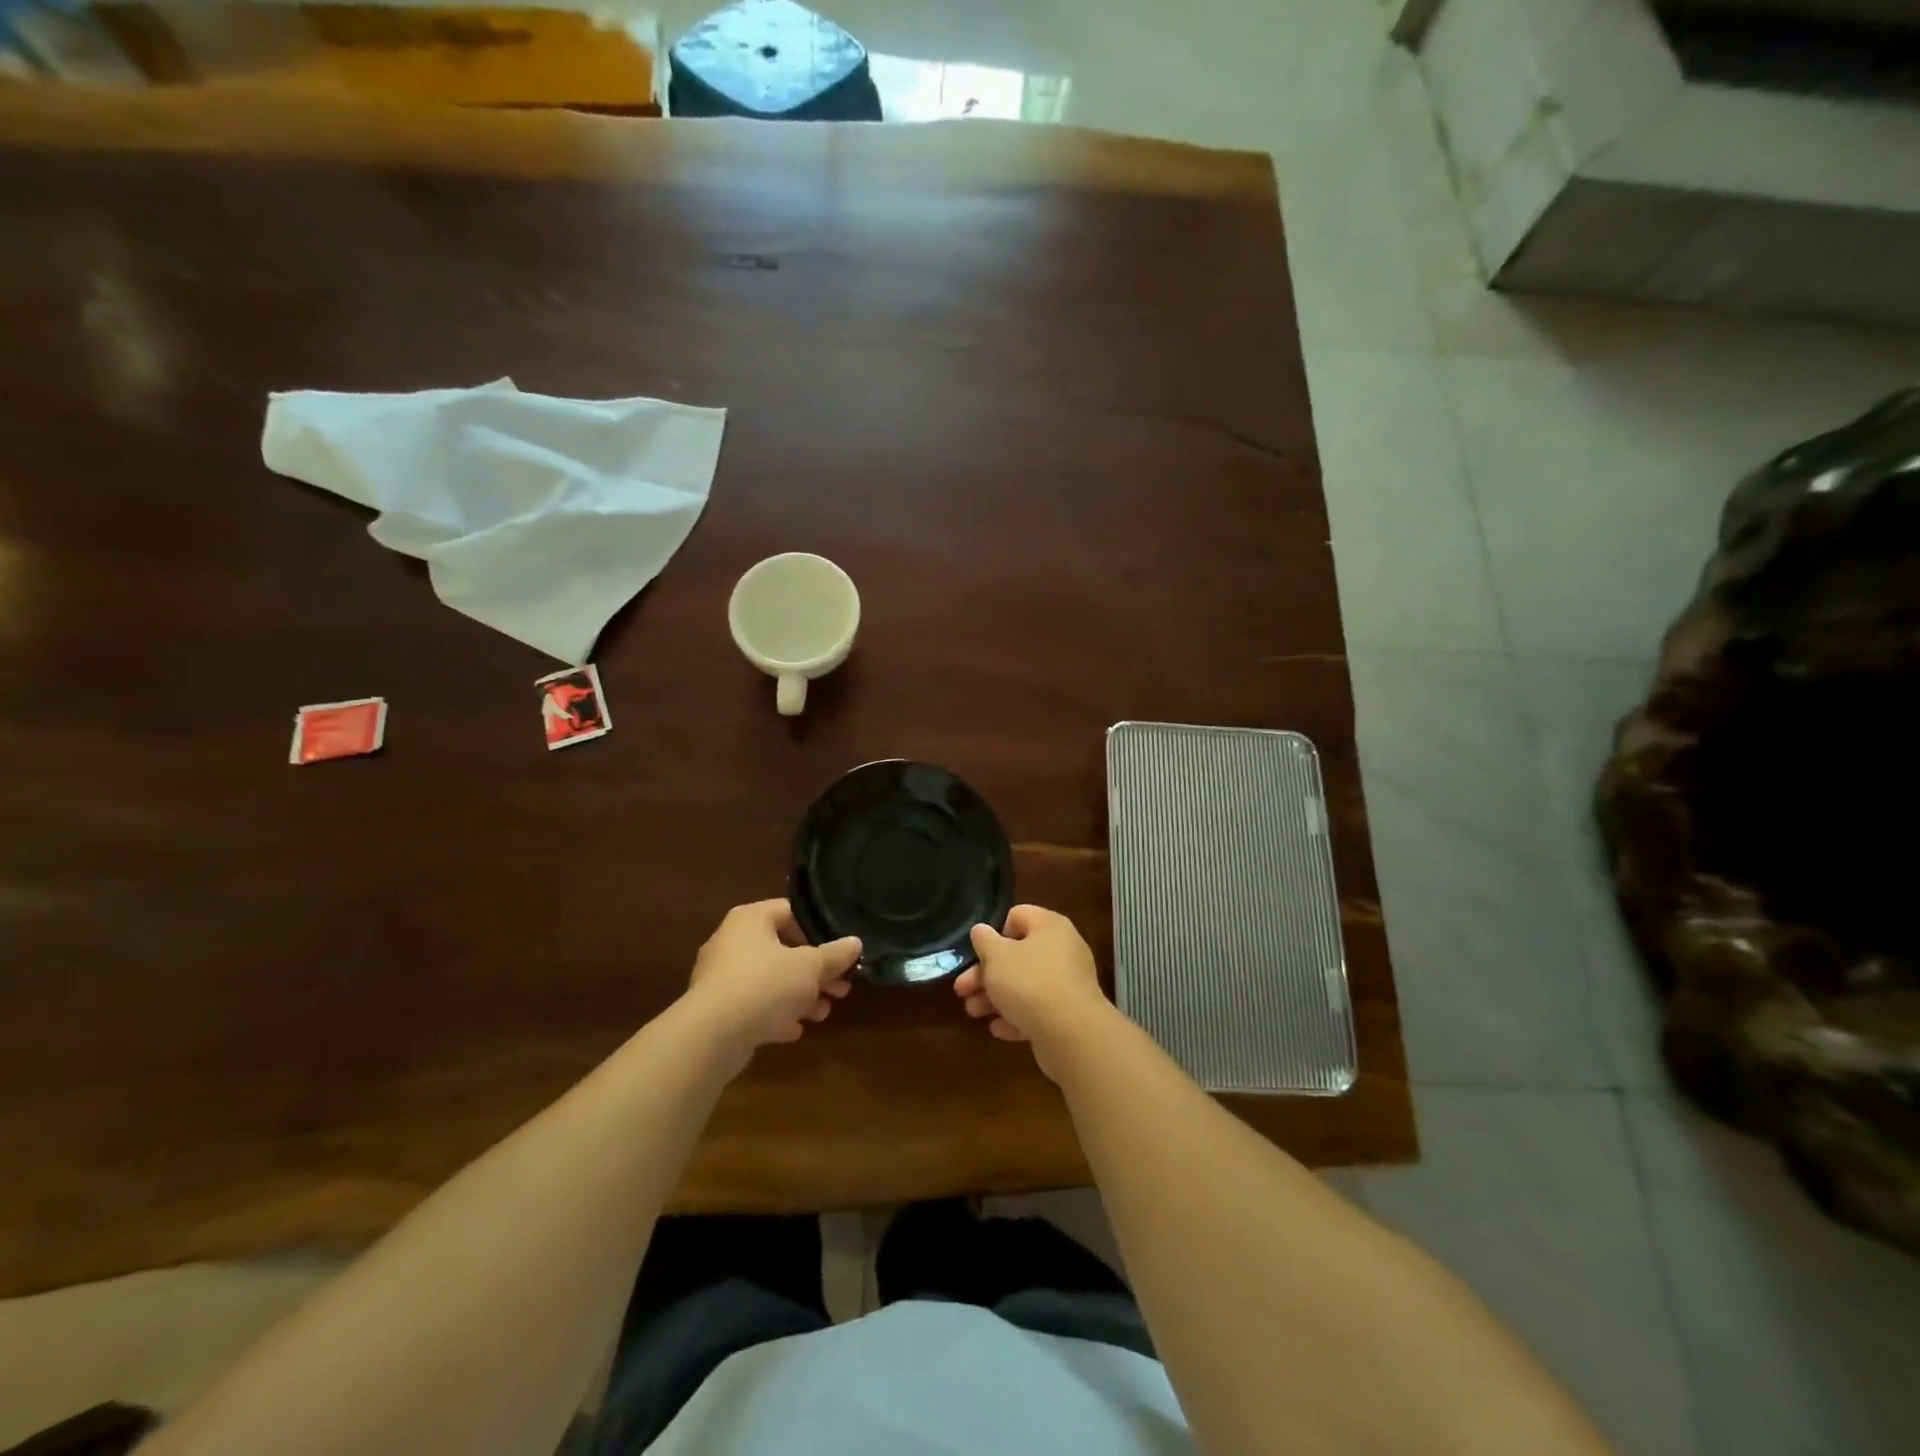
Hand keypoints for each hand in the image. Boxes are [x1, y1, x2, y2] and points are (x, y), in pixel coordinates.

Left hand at [686, 900, 860, 1062]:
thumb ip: (835, 955)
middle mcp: (731, 941)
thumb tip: (855, 942)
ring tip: (822, 1014)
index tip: (836, 953)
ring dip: (799, 996)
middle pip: (782, 950)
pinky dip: (774, 1014)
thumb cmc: (766, 984)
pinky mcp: (715, 1008)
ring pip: (769, 980)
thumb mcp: (811, 968)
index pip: (790, 912)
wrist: (712, 1035)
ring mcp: (720, 976)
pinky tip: (794, 1031)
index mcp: (751, 919)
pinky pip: (752, 1005)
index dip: (817, 931)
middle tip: (840, 989)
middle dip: (814, 972)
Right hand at [955, 904, 1107, 1076]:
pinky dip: (1017, 1017)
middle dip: (986, 973)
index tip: (977, 953)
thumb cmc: (1028, 982)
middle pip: (1017, 955)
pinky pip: (1038, 1010)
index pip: (1017, 916)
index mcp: (1049, 926)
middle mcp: (1062, 949)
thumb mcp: (995, 956)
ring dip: (996, 997)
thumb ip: (984, 940)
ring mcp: (1068, 983)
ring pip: (1024, 985)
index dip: (994, 933)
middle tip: (962, 989)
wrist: (1071, 1033)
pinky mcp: (1069, 1014)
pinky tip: (998, 1029)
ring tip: (973, 1012)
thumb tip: (981, 931)